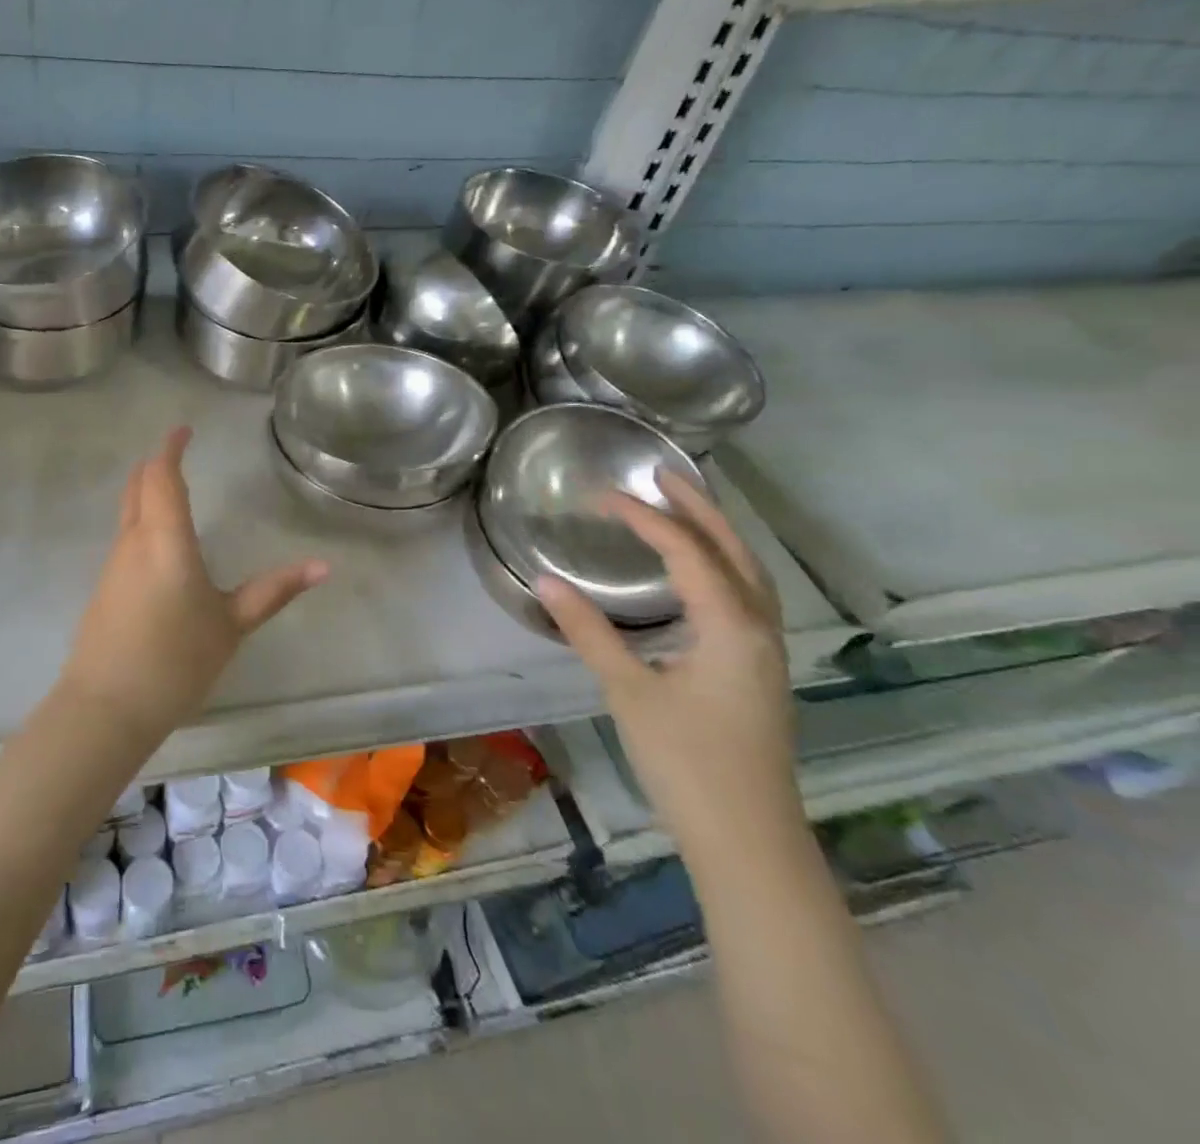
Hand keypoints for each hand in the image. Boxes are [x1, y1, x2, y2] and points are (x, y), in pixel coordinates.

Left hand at [61, 427, 328, 741]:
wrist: (106, 707)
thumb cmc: (176, 660)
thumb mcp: (232, 625)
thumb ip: (274, 590)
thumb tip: (324, 566)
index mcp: (165, 539)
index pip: (163, 476)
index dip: (171, 448)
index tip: (184, 430)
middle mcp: (134, 541)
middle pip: (138, 485)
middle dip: (157, 464)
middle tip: (178, 453)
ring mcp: (113, 564)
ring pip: (128, 510)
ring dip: (147, 490)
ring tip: (172, 489)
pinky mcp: (104, 587)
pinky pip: (124, 536)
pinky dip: (141, 519)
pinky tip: (158, 542)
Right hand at [537, 471, 802, 860]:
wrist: (748, 842)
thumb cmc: (687, 762)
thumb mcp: (628, 691)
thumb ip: (588, 631)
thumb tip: (547, 580)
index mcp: (731, 625)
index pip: (687, 551)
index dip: (644, 517)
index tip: (602, 495)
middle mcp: (759, 628)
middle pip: (734, 550)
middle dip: (699, 507)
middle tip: (662, 472)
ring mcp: (765, 652)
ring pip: (747, 573)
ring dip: (716, 533)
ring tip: (682, 507)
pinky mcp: (758, 671)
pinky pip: (745, 597)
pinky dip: (721, 566)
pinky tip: (696, 575)